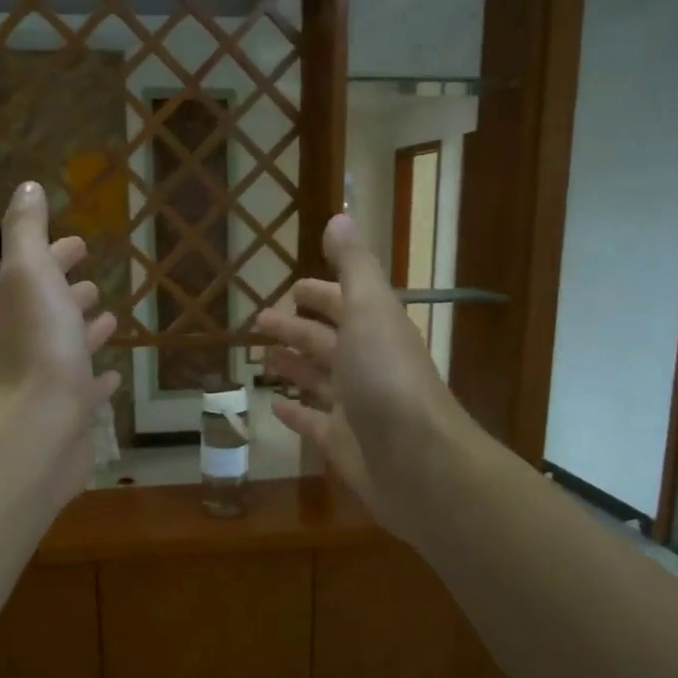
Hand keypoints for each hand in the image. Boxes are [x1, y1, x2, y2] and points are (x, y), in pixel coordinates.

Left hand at [0, 181, 120, 501]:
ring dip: (86, 332)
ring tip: (108, 320)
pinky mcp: (73, 414)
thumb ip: (26, 231)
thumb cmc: (39, 347)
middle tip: (93, 284)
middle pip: (53, 309)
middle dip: (71, 292)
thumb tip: (26, 186)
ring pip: (71, 349)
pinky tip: (113, 377)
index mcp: (26, 305)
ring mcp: (54, 379)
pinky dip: (99, 381)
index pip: (40, 271)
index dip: (56, 254)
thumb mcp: (30, 274)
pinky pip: (88, 391)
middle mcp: (36, 340)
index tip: (79, 242)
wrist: (37, 428)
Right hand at [257, 213, 467, 542]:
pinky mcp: (341, 443)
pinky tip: (273, 404)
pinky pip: (311, 422)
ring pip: (317, 379)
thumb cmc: (387, 378)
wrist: (417, 461)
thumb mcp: (370, 309)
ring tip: (262, 359)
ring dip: (293, 366)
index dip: (316, 293)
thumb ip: (354, 265)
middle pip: (325, 340)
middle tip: (259, 322)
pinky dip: (294, 411)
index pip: (342, 302)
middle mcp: (365, 364)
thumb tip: (339, 216)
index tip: (287, 291)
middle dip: (295, 329)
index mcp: (374, 329)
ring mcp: (354, 406)